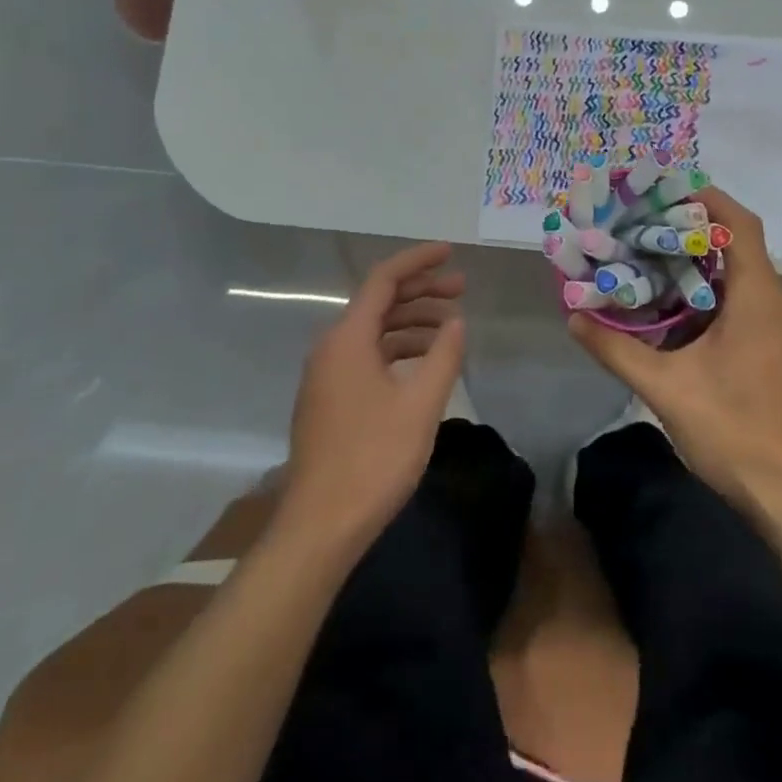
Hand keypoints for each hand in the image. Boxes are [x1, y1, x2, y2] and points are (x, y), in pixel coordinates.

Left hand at [280, 242, 466, 553]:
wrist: (319, 528)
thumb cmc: (373, 459)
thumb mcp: (421, 405)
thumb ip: (444, 356)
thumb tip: (456, 323)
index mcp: (348, 338)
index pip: (384, 279)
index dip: (418, 260)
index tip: (451, 253)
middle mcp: (331, 347)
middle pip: (379, 302)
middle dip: (421, 290)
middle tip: (461, 289)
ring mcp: (326, 376)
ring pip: (373, 331)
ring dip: (412, 322)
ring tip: (450, 328)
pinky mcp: (329, 400)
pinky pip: (366, 356)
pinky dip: (397, 350)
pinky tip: (423, 365)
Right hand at [569, 188, 781, 516]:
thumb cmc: (738, 433)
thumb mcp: (667, 389)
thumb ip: (617, 350)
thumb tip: (574, 318)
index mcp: (756, 297)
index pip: (738, 223)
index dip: (705, 198)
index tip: (661, 190)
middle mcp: (773, 304)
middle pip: (735, 244)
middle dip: (689, 227)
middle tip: (640, 223)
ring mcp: (778, 330)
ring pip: (737, 276)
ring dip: (697, 262)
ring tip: (647, 258)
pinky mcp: (775, 353)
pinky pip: (741, 303)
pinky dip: (707, 293)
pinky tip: (672, 311)